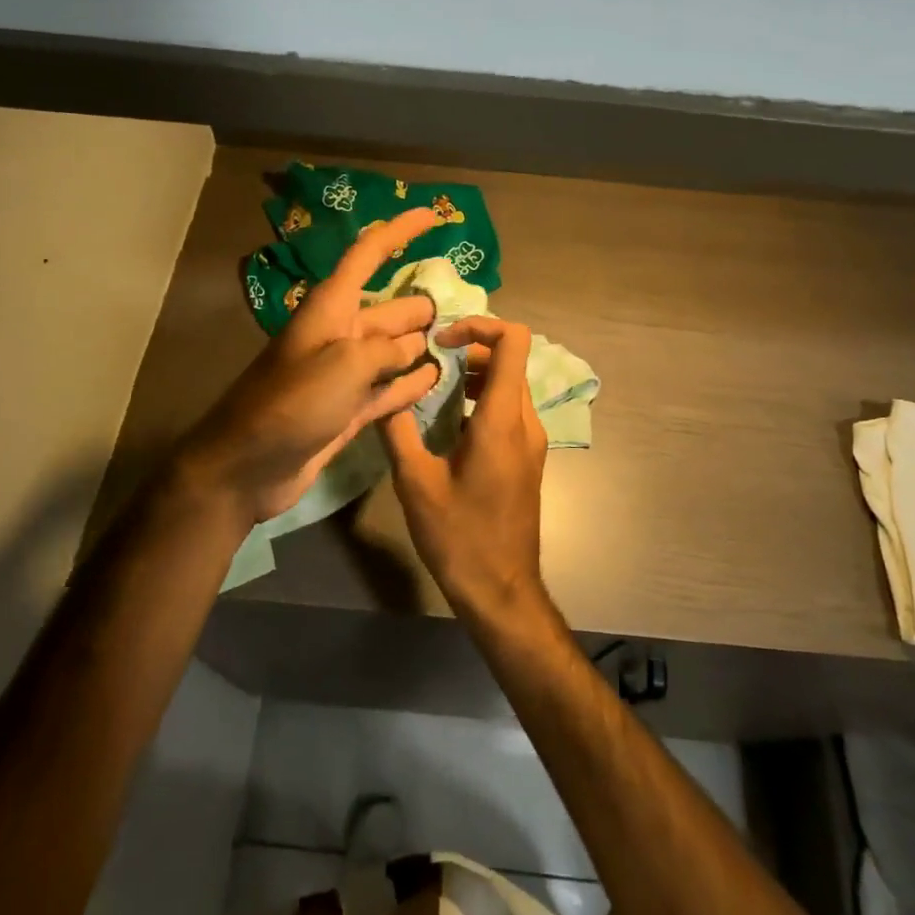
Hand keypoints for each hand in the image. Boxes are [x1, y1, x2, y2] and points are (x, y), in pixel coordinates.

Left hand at [178, 208, 443, 526]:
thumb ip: (385, 349)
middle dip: (423, 305)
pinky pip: (388, 387)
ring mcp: (344, 374)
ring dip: (423, 346)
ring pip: (393, 349)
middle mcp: (340, 334)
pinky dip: (410, 382)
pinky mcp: (348, 408)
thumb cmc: (291, 404)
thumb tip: (411, 348)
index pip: (369, 254)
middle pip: (390, 309)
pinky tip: (436, 378)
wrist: (246, 466)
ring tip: (462, 345)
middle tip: (467, 311)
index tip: (435, 215)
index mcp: (332, 308)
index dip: (400, 231)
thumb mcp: (344, 365)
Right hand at [382, 317, 549, 620]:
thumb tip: (383, 391)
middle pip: (509, 360)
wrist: (501, 590)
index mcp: (501, 420)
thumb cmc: (458, 537)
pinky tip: (449, 422)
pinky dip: (482, 399)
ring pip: (510, 384)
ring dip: (476, 375)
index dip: (479, 325)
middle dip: (470, 350)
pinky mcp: (527, 458)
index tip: (442, 341)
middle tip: (429, 362)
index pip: (513, 341)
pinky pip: (509, 410)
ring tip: (435, 388)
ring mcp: (531, 441)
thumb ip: (398, 430)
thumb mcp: (415, 483)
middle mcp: (524, 422)